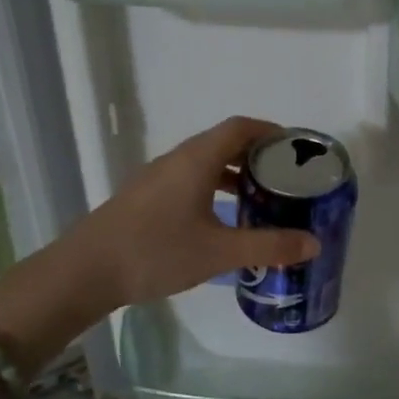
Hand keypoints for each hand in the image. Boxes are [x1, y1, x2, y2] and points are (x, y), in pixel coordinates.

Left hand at [63, 116, 319, 310]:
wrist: (84, 271)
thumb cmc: (156, 252)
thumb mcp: (219, 252)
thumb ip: (269, 246)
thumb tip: (314, 243)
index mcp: (196, 159)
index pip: (241, 127)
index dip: (271, 132)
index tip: (296, 150)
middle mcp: (176, 160)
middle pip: (223, 142)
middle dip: (257, 156)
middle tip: (286, 179)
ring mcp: (156, 178)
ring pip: (204, 164)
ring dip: (234, 175)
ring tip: (260, 199)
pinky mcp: (144, 198)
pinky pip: (188, 180)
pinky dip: (212, 189)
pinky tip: (221, 220)